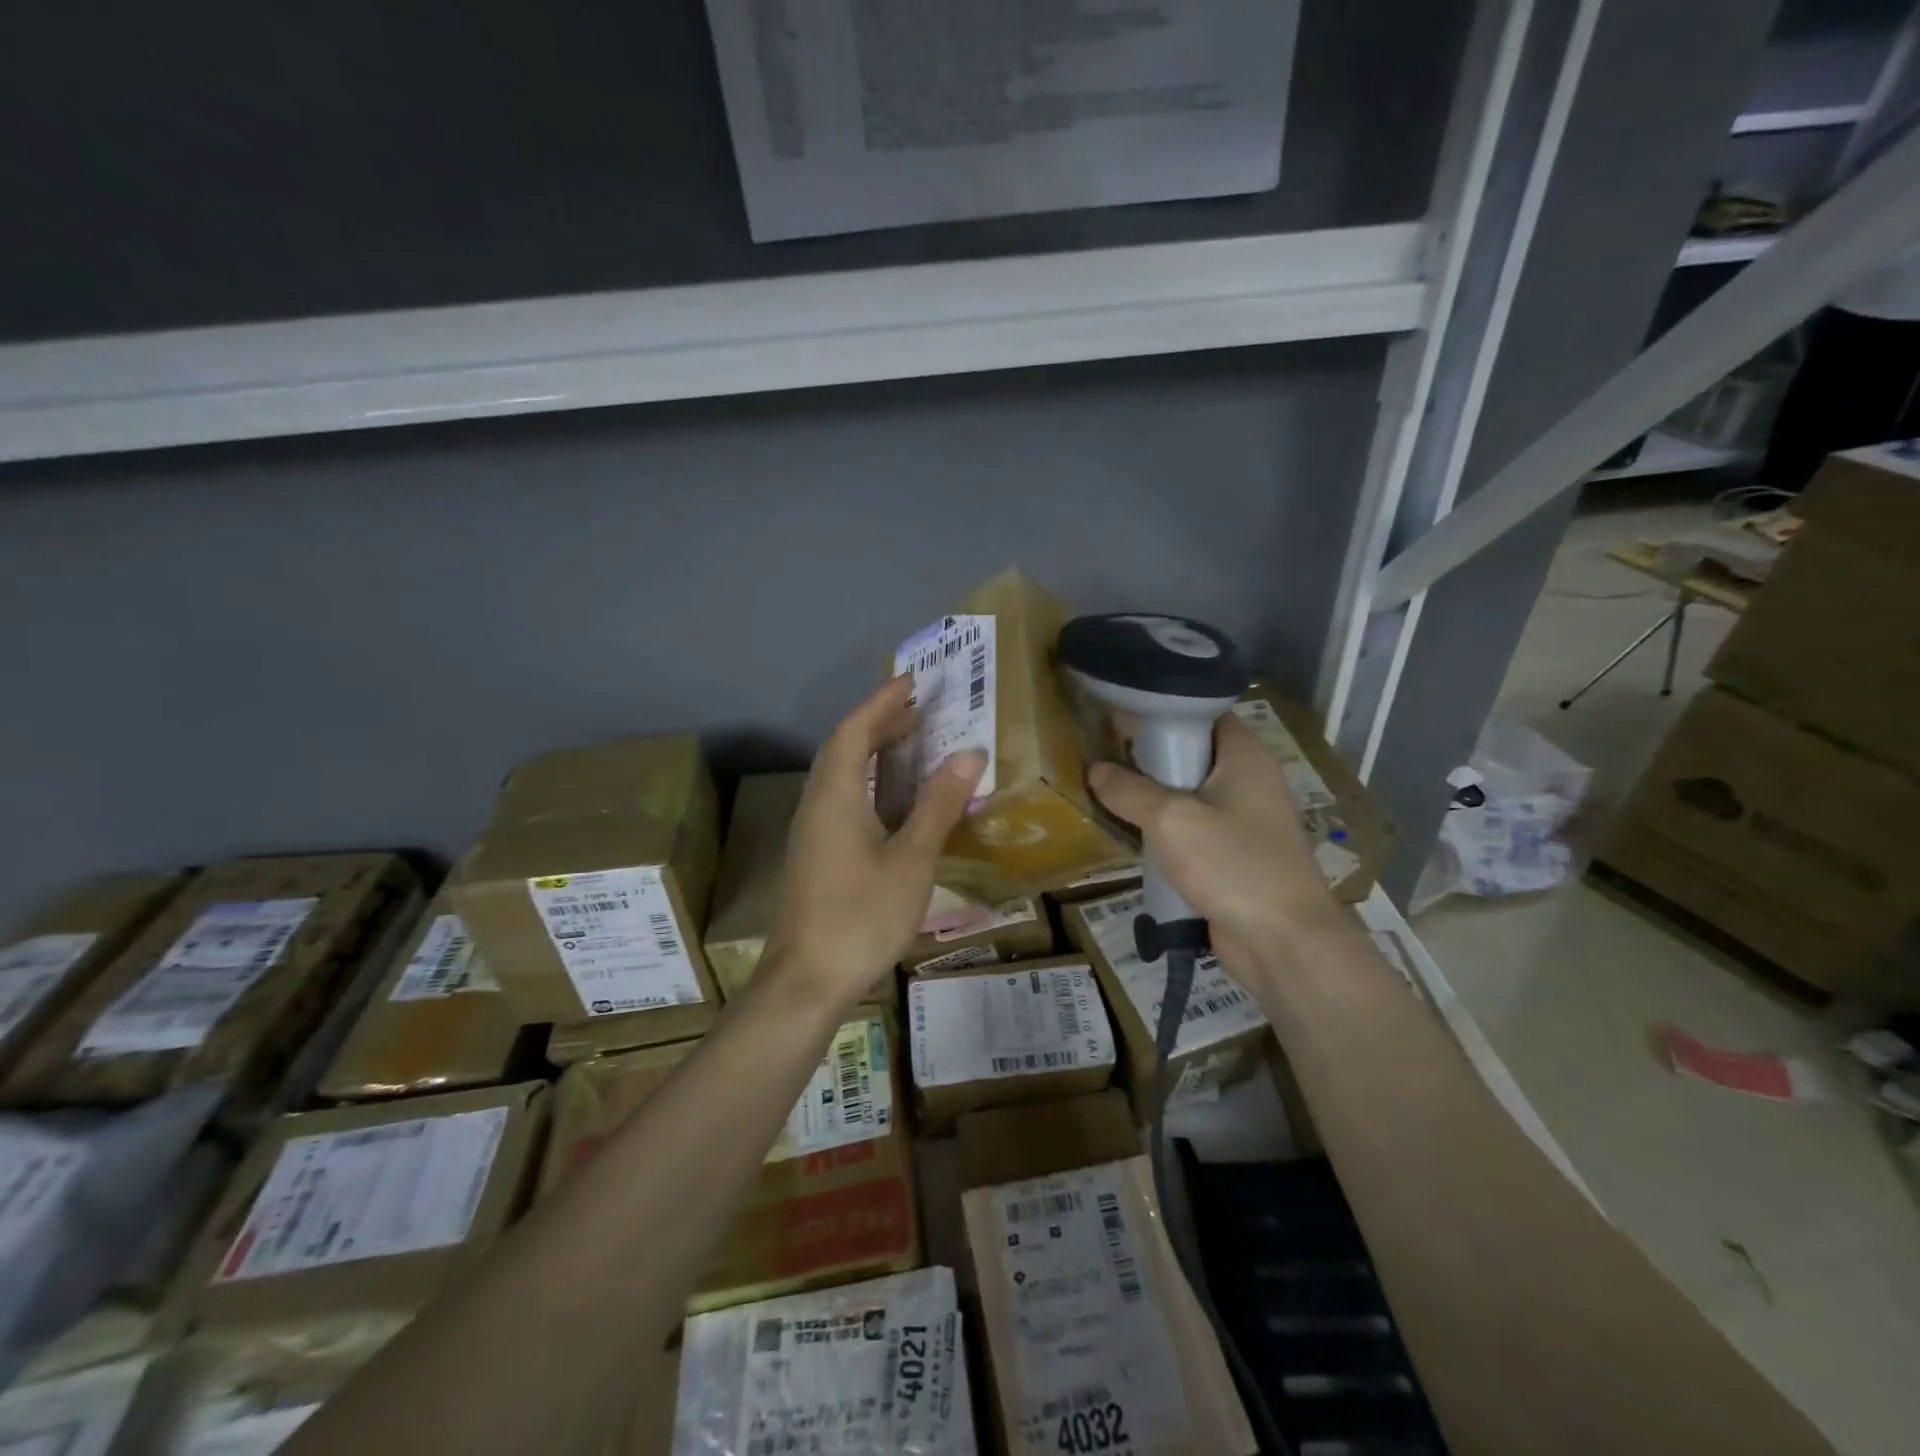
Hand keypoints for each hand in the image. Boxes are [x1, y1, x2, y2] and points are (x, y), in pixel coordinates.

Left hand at [763, 677, 986, 1009]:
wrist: (807, 981)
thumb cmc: (861, 915)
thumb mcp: (911, 859)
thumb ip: (938, 805)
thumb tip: (969, 754)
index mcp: (835, 794)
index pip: (855, 729)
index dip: (882, 702)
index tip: (913, 681)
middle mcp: (817, 803)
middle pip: (845, 748)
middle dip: (880, 723)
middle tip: (921, 710)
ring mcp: (813, 831)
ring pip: (842, 776)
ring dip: (874, 753)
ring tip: (914, 745)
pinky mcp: (817, 855)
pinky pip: (844, 800)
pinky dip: (871, 784)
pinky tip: (896, 801)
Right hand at [1087, 712, 1336, 975]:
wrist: (1283, 941)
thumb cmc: (1232, 864)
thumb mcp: (1171, 819)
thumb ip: (1129, 790)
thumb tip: (1096, 770)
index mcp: (1245, 756)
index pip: (1203, 713)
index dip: (1162, 711)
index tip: (1118, 716)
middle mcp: (1249, 780)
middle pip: (1193, 753)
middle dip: (1150, 753)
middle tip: (1103, 753)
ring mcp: (1244, 820)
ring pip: (1190, 793)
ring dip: (1153, 794)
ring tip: (1107, 789)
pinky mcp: (1234, 855)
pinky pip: (1194, 828)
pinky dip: (1166, 827)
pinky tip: (1132, 832)